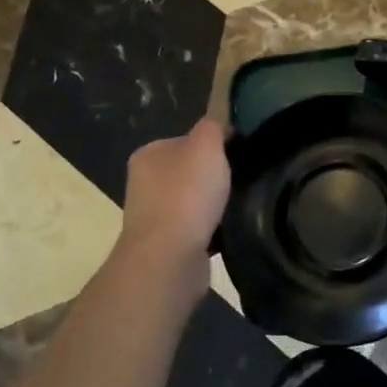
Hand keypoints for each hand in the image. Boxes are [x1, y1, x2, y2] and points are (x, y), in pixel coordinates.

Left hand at [116, 118, 231, 304]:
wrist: (169, 258)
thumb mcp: (206, 145)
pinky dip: (212, 229)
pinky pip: (197, 229)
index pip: (187, 140)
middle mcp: (144, 183)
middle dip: (214, 177)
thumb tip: (220, 129)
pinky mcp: (166, 246)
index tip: (239, 154)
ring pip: (194, 202)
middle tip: (241, 180)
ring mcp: (153, 217)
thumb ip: (213, 127)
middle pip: (190, 171)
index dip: (214, 144)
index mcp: (149, 154)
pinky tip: (228, 230)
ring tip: (238, 206)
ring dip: (213, 205)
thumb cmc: (186, 194)